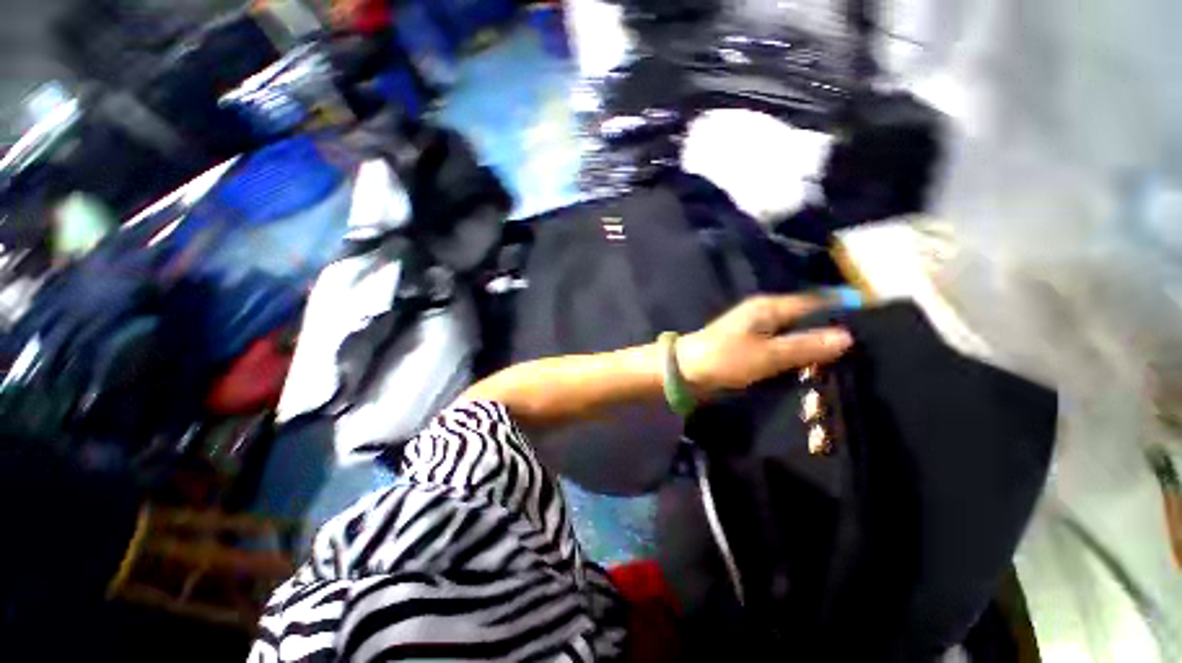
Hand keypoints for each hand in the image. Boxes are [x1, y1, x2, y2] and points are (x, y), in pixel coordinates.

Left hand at [676, 294, 852, 394]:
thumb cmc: (725, 358)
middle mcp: (764, 312)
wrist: (686, 370)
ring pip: (794, 333)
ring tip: (846, 361)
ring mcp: (756, 328)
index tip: (871, 326)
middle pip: (806, 318)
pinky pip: (781, 345)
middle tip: (863, 351)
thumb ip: (805, 345)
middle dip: (830, 331)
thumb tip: (847, 336)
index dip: (842, 311)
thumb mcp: (768, 354)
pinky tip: (812, 367)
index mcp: (769, 306)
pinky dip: (796, 353)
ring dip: (813, 345)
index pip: (815, 302)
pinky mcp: (750, 344)